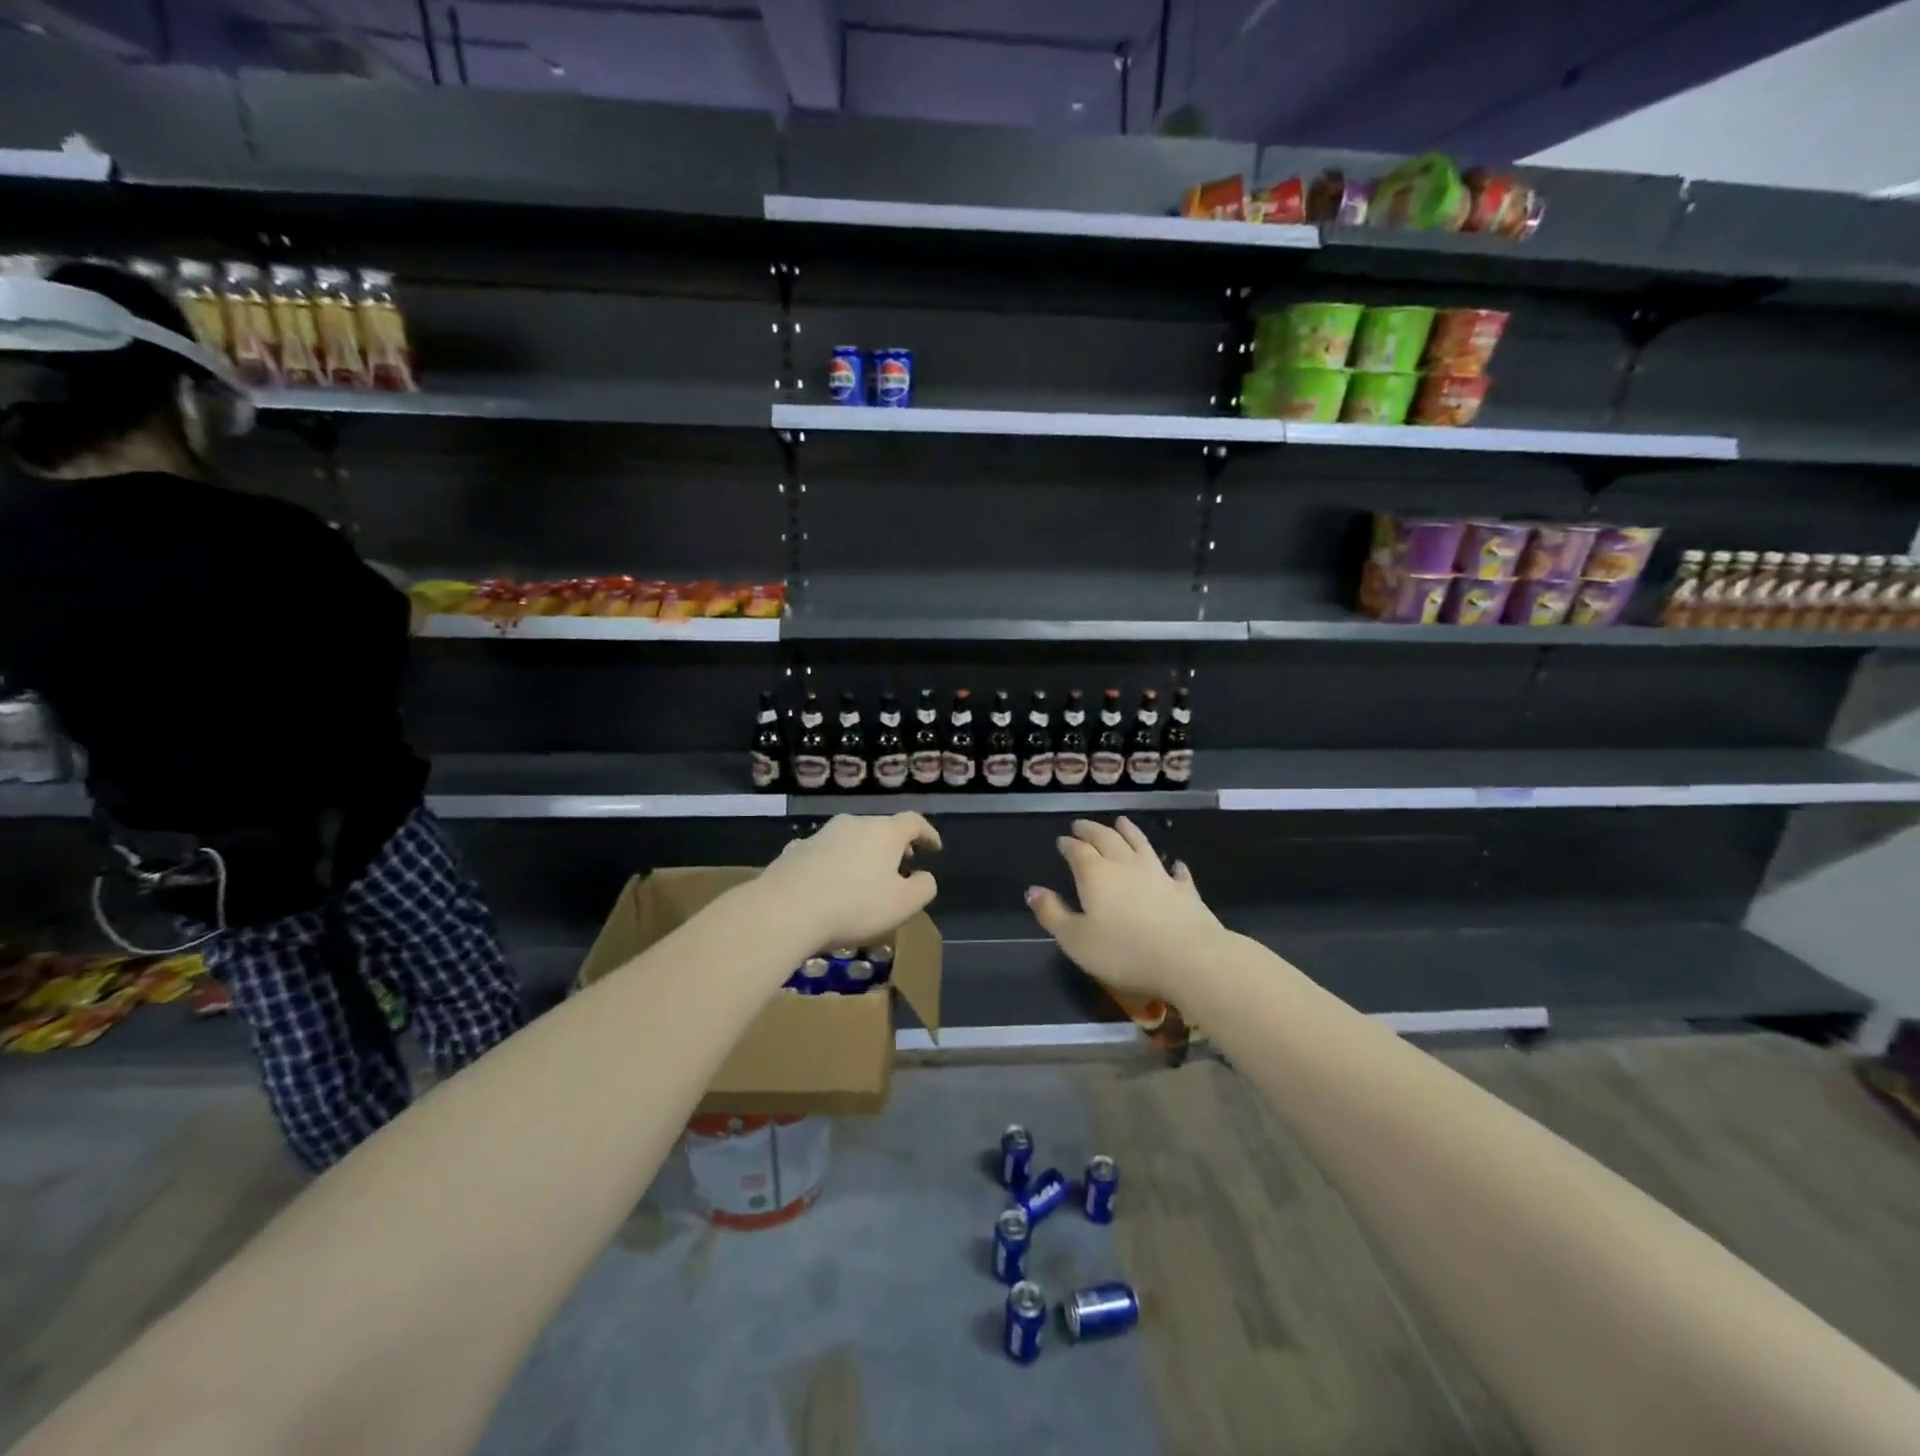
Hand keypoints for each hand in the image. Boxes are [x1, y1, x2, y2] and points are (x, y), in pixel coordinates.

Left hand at [754, 813, 941, 950]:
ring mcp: (821, 834)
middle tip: (901, 867)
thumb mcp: (903, 905)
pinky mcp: (795, 850)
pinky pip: (824, 853)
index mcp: (884, 832)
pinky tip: (829, 885)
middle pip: (880, 829)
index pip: (914, 822)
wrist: (785, 910)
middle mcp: (853, 824)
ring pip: (851, 840)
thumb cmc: (854, 906)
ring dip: (862, 855)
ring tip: (864, 880)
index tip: (934, 848)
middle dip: (894, 847)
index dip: (928, 833)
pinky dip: (834, 864)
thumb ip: (923, 888)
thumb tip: (924, 877)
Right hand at [1026, 817, 1223, 998]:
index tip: (1062, 840)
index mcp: (1095, 874)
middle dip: (1092, 830)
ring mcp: (1158, 875)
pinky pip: (1177, 872)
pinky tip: (1174, 863)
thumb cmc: (1123, 951)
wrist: (1188, 958)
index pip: (1078, 851)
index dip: (1069, 844)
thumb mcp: (1075, 939)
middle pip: (1107, 839)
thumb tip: (1032, 891)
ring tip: (1121, 822)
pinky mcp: (1184, 891)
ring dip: (1129, 831)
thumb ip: (1052, 914)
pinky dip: (1172, 865)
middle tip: (1082, 825)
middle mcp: (1125, 865)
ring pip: (1141, 844)